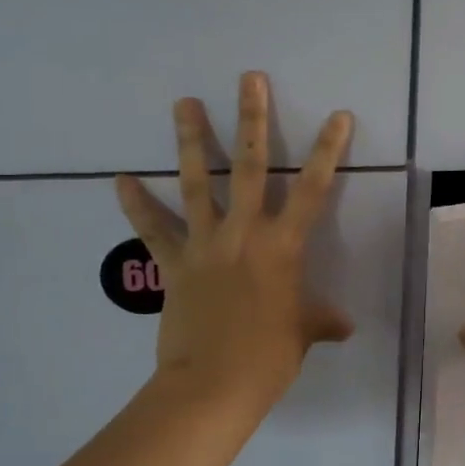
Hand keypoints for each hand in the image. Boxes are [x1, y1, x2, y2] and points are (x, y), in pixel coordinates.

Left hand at [116, 72, 354, 420]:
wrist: (212, 386)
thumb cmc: (267, 358)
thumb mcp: (301, 334)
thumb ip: (321, 321)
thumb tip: (344, 326)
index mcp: (283, 246)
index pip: (313, 188)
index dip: (328, 150)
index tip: (337, 115)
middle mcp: (244, 233)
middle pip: (250, 167)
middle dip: (252, 120)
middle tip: (249, 79)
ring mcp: (204, 244)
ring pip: (197, 183)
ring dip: (191, 140)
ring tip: (184, 102)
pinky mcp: (172, 263)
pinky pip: (152, 229)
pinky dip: (136, 205)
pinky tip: (120, 179)